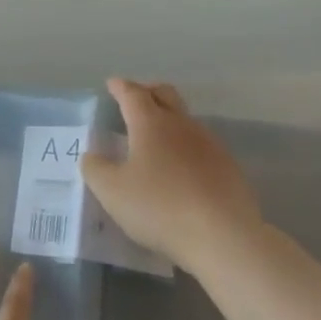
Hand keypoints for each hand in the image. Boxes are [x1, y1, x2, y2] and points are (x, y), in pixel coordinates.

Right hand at [82, 78, 262, 267]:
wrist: (223, 235)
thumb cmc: (159, 207)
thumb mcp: (112, 192)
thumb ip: (96, 169)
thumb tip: (92, 155)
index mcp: (151, 124)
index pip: (133, 94)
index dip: (120, 87)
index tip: (112, 84)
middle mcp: (182, 125)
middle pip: (165, 94)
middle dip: (148, 91)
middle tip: (134, 98)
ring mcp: (209, 144)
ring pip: (185, 119)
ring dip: (168, 119)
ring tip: (154, 137)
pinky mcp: (228, 166)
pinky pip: (200, 144)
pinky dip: (184, 145)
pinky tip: (179, 167)